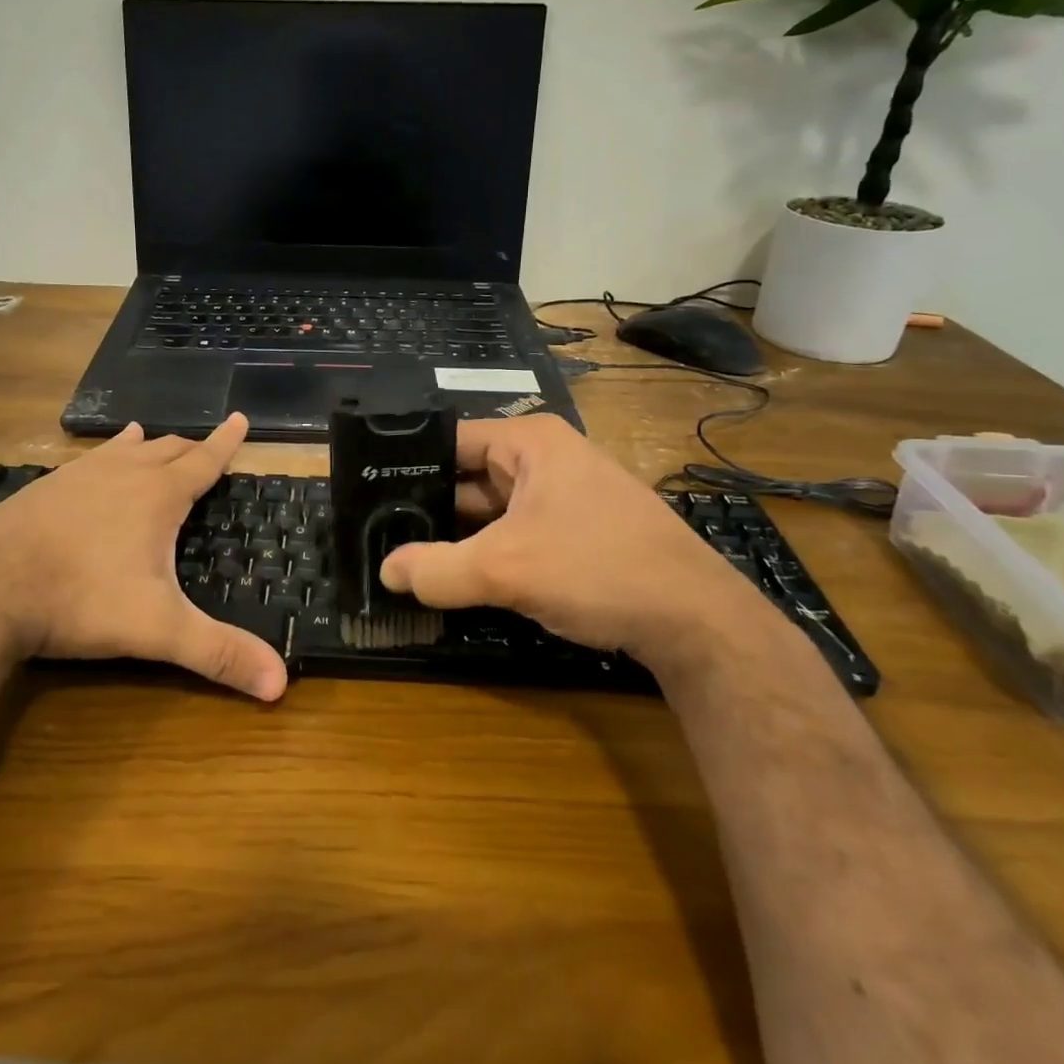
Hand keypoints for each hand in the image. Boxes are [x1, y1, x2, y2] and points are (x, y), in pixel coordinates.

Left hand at [0, 415, 287, 700]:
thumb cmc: (82, 600)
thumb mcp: (158, 630)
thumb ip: (218, 653)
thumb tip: (280, 685)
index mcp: (158, 495)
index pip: (204, 460)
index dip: (226, 442)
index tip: (240, 417)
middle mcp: (122, 473)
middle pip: (167, 450)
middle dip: (190, 448)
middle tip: (204, 447)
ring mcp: (78, 476)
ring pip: (123, 449)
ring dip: (145, 446)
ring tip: (150, 436)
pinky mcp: (43, 487)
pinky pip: (86, 461)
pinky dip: (104, 455)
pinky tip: (92, 463)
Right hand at [378, 415, 773, 670]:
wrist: (698, 623)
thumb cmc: (599, 569)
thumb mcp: (507, 569)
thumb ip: (437, 569)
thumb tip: (385, 572)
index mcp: (530, 442)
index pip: (448, 440)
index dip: (405, 466)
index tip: (364, 495)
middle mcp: (545, 460)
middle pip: (466, 477)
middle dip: (427, 508)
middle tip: (375, 534)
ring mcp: (562, 498)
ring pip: (489, 511)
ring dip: (455, 536)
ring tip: (402, 558)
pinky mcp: (573, 533)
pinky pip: (513, 534)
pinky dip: (485, 554)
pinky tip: (453, 578)